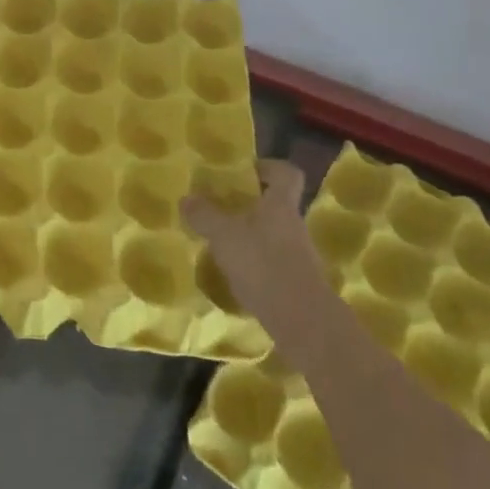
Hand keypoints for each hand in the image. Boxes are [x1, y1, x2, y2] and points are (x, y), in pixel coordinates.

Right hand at [183, 159, 334, 342]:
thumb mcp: (224, 236)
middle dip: (250, 205)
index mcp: (281, 205)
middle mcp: (294, 225)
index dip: (269, 167)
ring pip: (273, 234)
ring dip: (250, 235)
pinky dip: (255, 263)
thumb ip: (204, 215)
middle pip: (276, 205)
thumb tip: (187, 198)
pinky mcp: (296, 283)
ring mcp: (299, 256)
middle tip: (221, 208)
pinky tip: (233, 273)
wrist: (302, 322)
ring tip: (221, 243)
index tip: (246, 171)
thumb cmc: (263, 264)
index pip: (287, 173)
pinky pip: (273, 262)